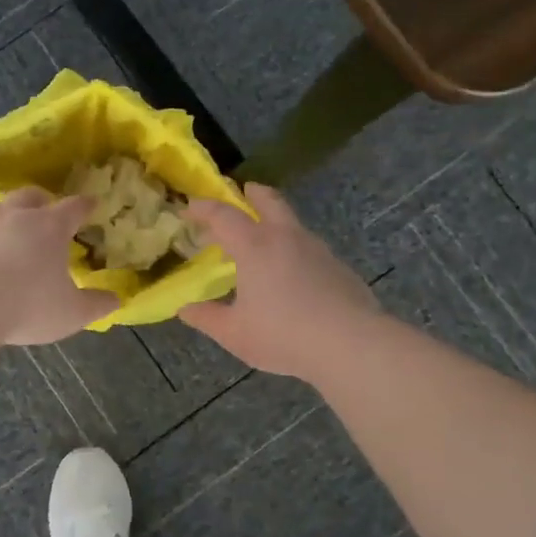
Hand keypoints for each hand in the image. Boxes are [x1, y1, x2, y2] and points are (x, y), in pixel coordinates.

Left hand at [0, 188, 118, 345]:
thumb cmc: (27, 304)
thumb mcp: (71, 313)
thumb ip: (95, 305)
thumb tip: (115, 300)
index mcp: (49, 227)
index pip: (73, 207)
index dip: (84, 205)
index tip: (91, 203)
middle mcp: (14, 218)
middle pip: (30, 196)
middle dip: (41, 200)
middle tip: (46, 211)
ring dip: (5, 218)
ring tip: (9, 234)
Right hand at [180, 183, 383, 378]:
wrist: (351, 344)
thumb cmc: (283, 335)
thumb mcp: (234, 333)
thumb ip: (206, 318)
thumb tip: (184, 309)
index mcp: (254, 246)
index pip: (223, 215)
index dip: (203, 208)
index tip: (189, 207)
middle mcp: (286, 237)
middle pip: (269, 200)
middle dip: (252, 193)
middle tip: (243, 191)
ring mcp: (317, 249)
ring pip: (293, 223)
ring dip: (276, 221)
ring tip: (265, 241)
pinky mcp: (339, 267)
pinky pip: (310, 248)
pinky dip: (295, 249)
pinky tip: (294, 274)